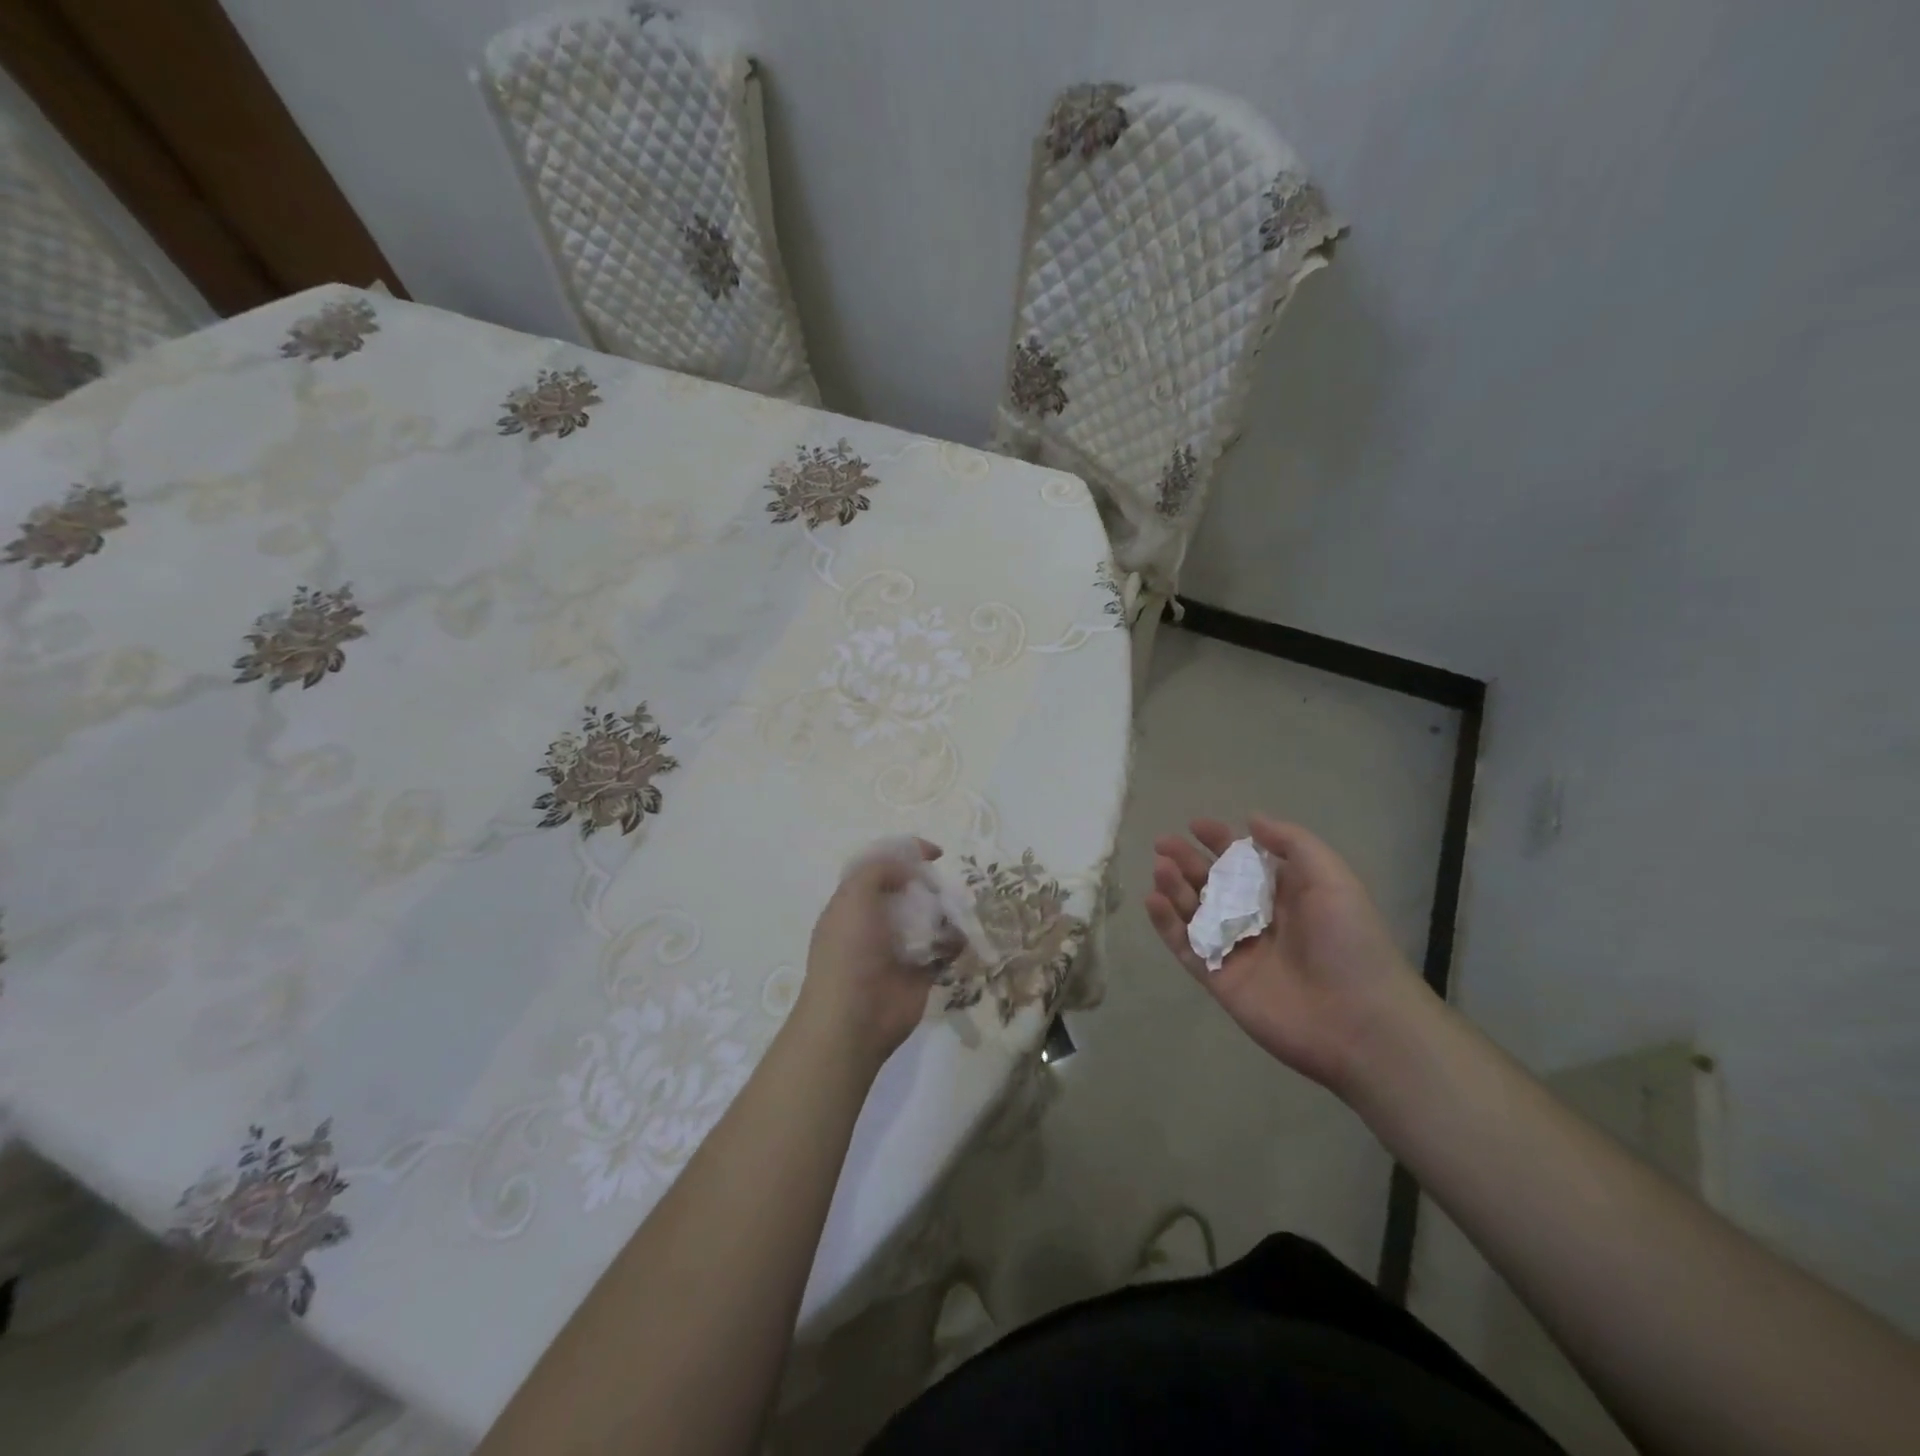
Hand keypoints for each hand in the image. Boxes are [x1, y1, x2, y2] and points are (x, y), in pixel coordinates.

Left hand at [794, 839, 942, 1071]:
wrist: (855, 1017)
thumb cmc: (850, 951)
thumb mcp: (854, 896)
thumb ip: (879, 869)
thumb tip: (909, 869)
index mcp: (854, 903)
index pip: (881, 868)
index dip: (906, 855)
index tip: (934, 853)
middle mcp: (876, 922)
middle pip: (910, 891)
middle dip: (930, 885)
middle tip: (942, 888)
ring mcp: (900, 948)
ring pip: (930, 918)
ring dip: (946, 912)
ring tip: (957, 911)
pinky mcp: (921, 972)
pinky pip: (944, 948)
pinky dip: (956, 941)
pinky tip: (960, 938)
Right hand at [1145, 816, 1428, 1095]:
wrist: (1359, 1023)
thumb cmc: (1349, 943)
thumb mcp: (1332, 880)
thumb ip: (1293, 844)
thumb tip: (1251, 819)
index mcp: (1285, 895)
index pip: (1244, 861)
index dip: (1220, 840)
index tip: (1195, 825)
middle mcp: (1257, 919)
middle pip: (1213, 883)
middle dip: (1187, 861)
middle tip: (1163, 843)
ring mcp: (1236, 950)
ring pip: (1195, 912)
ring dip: (1174, 887)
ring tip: (1160, 868)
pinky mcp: (1219, 979)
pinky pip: (1186, 947)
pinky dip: (1166, 924)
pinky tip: (1153, 900)